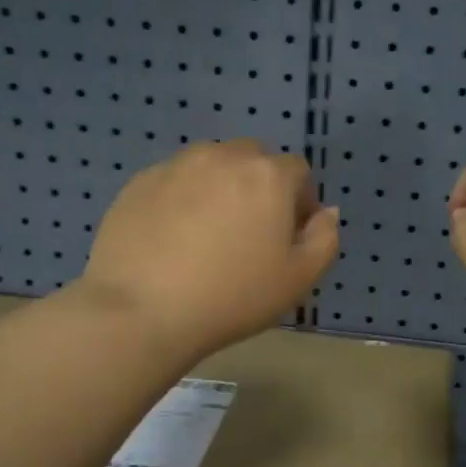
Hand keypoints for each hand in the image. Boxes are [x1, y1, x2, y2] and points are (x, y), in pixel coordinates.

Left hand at [78, 140, 338, 360]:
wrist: (143, 310)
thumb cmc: (233, 297)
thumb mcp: (298, 280)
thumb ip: (324, 239)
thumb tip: (326, 212)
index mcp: (268, 175)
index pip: (297, 172)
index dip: (299, 203)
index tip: (287, 239)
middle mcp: (223, 156)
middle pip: (253, 161)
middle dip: (259, 189)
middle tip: (249, 236)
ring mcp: (176, 165)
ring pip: (211, 167)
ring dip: (220, 190)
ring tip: (207, 236)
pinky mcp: (139, 182)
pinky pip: (174, 182)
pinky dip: (182, 200)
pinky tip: (172, 240)